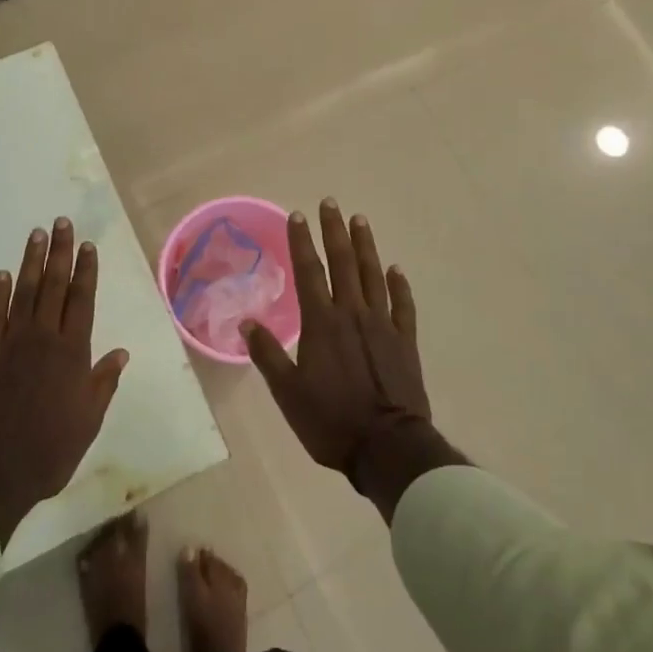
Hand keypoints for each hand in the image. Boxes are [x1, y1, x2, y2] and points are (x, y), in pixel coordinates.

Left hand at [0, 218, 128, 546]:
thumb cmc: (49, 451)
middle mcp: (43, 338)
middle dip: (60, 252)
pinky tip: (3, 274)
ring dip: (31, 261)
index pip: (82, 300)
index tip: (88, 245)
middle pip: (54, 286)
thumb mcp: (88, 421)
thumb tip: (121, 351)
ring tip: (36, 234)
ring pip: (24, 292)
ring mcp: (11, 343)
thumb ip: (103, 382)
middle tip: (61, 223)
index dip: (86, 270)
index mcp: (72, 353)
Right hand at [242, 200, 432, 478]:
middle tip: (331, 203)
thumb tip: (247, 322)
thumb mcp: (287, 393)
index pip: (309, 271)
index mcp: (322, 323)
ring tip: (360, 220)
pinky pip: (403, 305)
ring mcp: (383, 325)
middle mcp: (352, 314)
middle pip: (343, 262)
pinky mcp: (405, 342)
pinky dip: (399, 284)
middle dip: (334, 230)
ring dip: (366, 246)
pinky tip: (395, 269)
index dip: (302, 242)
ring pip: (373, 275)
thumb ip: (268, 354)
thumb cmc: (331, 421)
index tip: (297, 215)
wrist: (387, 448)